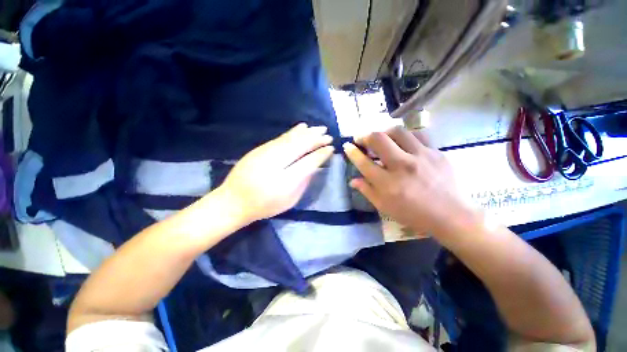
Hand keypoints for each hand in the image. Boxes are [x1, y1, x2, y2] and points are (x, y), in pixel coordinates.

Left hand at [218, 123, 333, 223]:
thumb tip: (314, 167)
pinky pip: (281, 137)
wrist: (234, 201)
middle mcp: (277, 162)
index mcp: (286, 180)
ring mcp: (267, 153)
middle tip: (328, 135)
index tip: (331, 147)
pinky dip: (294, 132)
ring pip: (291, 138)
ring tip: (319, 128)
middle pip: (301, 146)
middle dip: (316, 139)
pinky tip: (302, 127)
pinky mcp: (261, 148)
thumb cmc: (265, 205)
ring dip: (307, 132)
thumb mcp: (289, 200)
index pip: (309, 162)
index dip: (321, 153)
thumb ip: (303, 183)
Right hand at [343, 126, 475, 236]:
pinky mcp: (436, 152)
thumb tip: (353, 180)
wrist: (451, 215)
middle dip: (365, 135)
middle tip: (361, 138)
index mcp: (388, 183)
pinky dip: (406, 136)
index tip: (347, 146)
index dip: (352, 152)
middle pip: (378, 139)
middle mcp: (402, 166)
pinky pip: (418, 135)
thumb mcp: (385, 207)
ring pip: (398, 131)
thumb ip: (367, 191)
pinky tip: (403, 142)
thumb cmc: (413, 214)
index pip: (364, 162)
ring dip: (384, 132)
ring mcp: (421, 156)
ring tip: (381, 138)